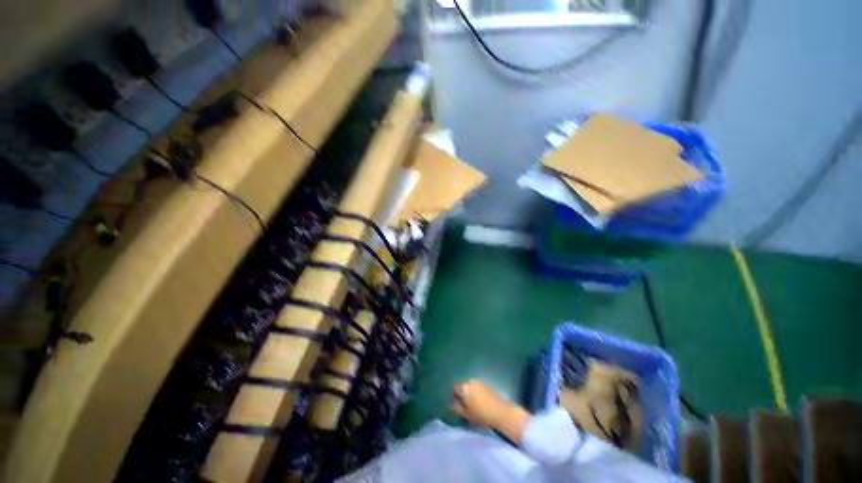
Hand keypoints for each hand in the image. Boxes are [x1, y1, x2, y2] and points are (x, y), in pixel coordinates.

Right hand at [450, 379, 513, 427]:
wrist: (501, 411)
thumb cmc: (481, 415)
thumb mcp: (467, 415)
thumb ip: (457, 408)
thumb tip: (450, 405)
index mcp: (463, 387)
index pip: (454, 388)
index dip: (454, 396)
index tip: (456, 404)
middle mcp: (470, 381)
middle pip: (461, 385)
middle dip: (461, 393)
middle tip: (464, 404)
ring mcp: (478, 381)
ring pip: (469, 385)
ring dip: (469, 391)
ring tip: (472, 403)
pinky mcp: (486, 383)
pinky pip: (476, 385)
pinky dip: (475, 391)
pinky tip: (479, 400)